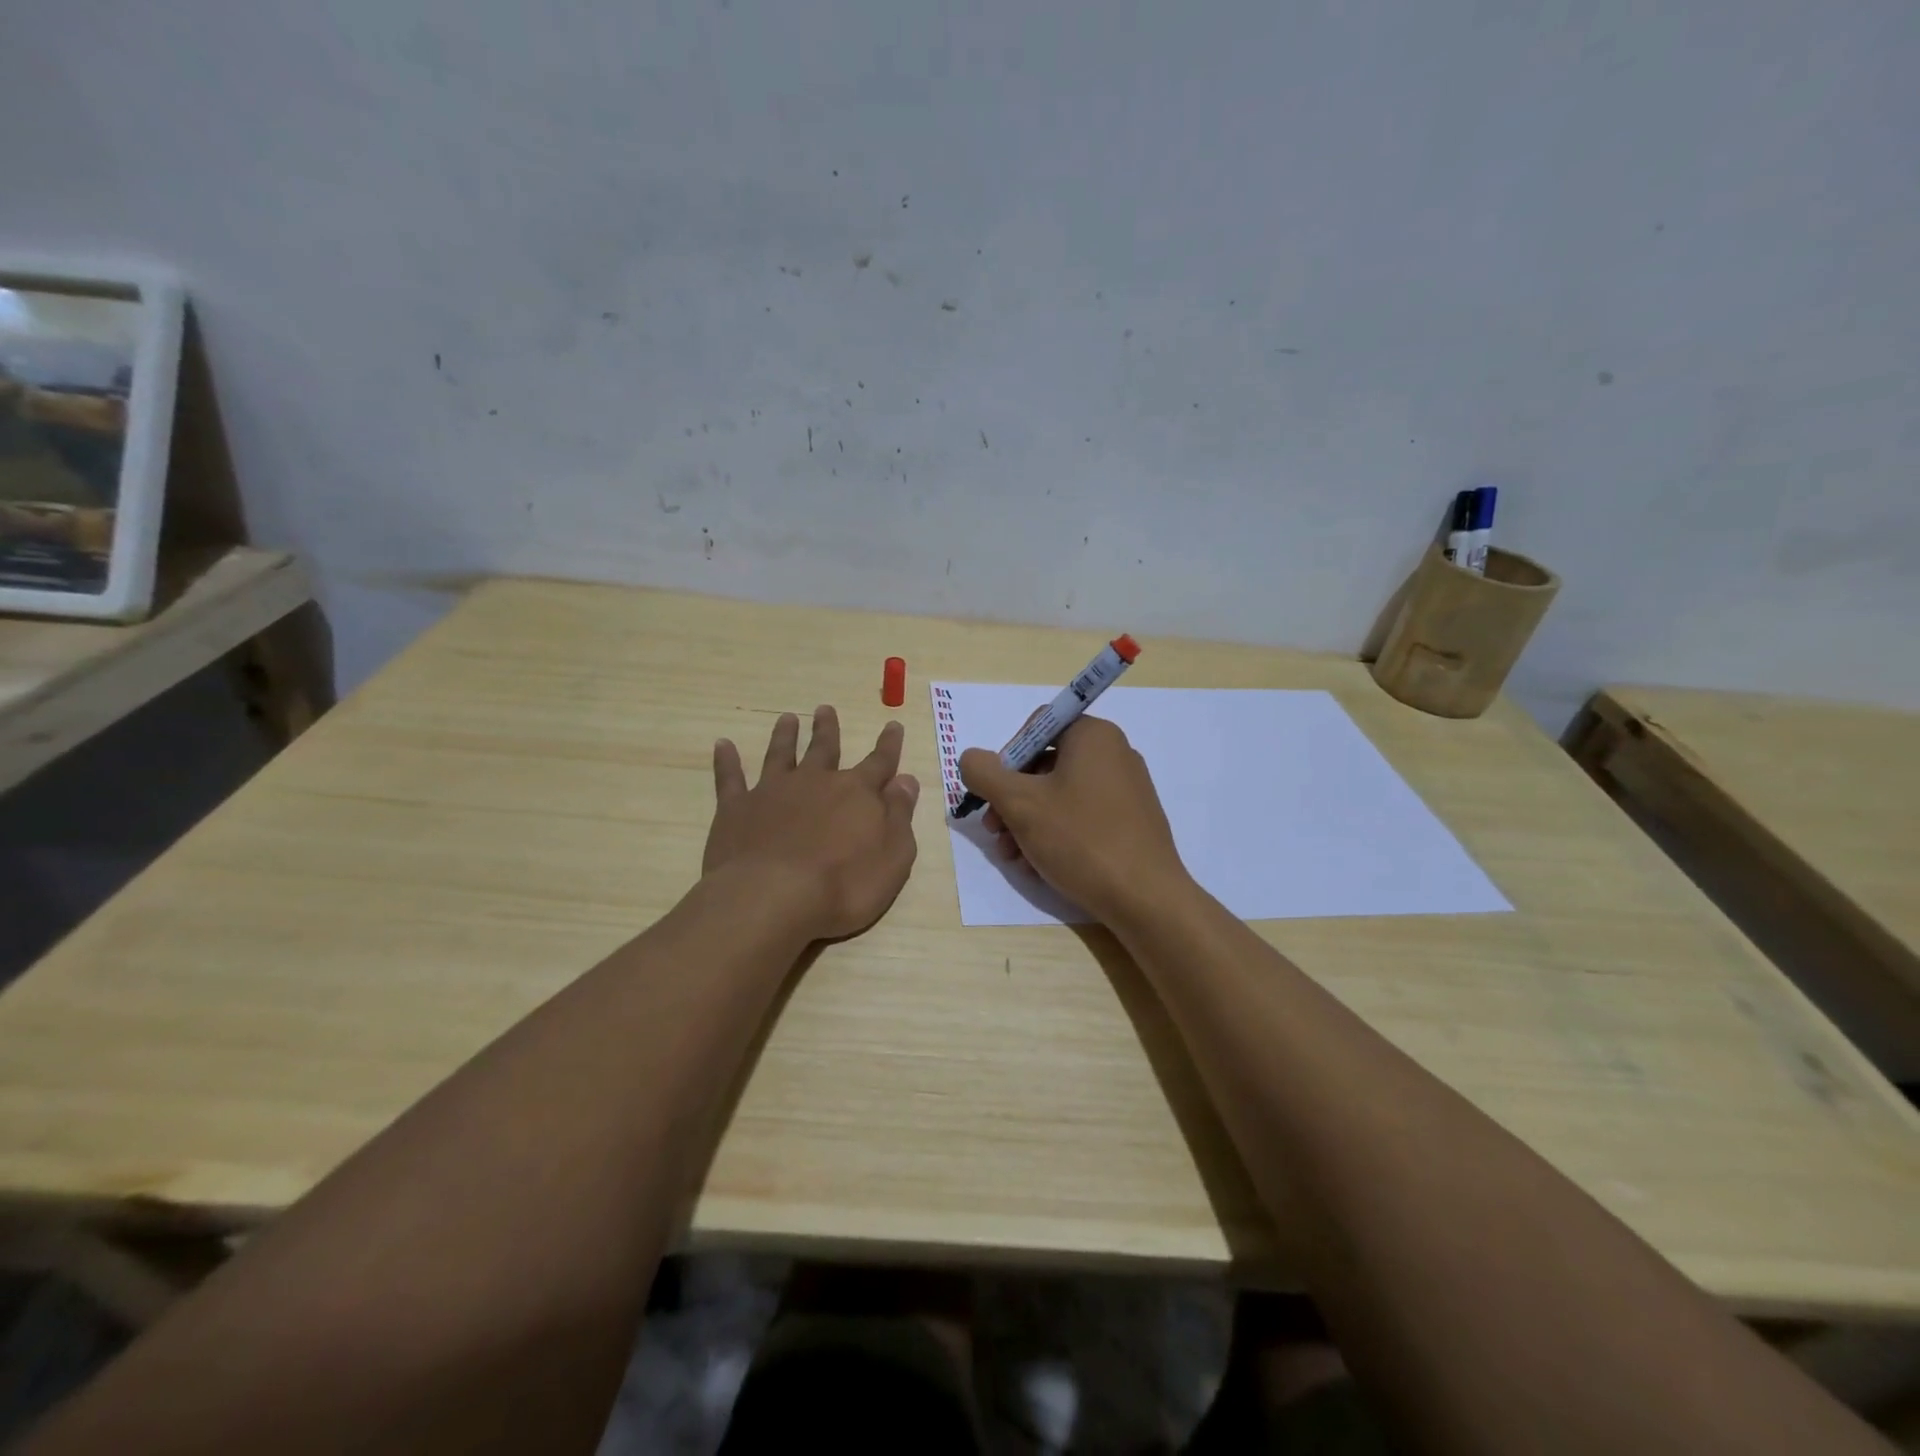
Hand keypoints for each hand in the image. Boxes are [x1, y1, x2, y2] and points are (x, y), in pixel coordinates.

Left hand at [704, 706, 920, 941]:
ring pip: (781, 754)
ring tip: (787, 718)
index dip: (889, 745)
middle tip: (825, 709)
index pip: (879, 762)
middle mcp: (815, 782)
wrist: (773, 897)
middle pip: (824, 749)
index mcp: (857, 793)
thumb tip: (906, 780)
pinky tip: (723, 745)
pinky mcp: (737, 808)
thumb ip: (900, 815)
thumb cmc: (844, 885)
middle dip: (827, 729)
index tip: (892, 725)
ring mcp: (773, 792)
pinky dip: (727, 761)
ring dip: (785, 736)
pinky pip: (731, 778)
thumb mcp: (893, 856)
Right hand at [958, 715, 1190, 925]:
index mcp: (1093, 735)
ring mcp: (1127, 789)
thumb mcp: (1019, 803)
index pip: (1037, 726)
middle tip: (995, 831)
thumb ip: (985, 773)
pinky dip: (1056, 833)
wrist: (1145, 898)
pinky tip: (1039, 864)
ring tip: (1013, 856)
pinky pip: (1083, 815)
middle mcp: (1114, 753)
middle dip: (1013, 798)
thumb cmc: (1080, 839)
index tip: (994, 793)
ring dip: (1028, 821)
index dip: (1007, 757)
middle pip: (1046, 764)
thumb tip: (971, 759)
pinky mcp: (1132, 821)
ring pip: (1061, 795)